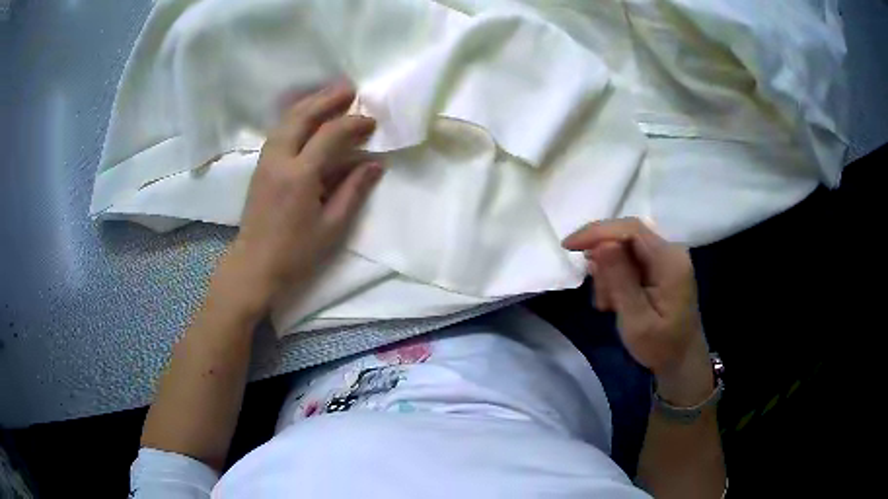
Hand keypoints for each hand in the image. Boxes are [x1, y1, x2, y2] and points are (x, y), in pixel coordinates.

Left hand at [211, 82, 382, 320]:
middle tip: (350, 88)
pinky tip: (306, 114)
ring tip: (330, 93)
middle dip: (327, 98)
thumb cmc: (295, 252)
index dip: (353, 124)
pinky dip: (295, 116)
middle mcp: (280, 159)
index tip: (371, 122)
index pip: (329, 135)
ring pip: (287, 119)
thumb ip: (354, 191)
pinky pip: (279, 130)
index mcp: (300, 175)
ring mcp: (266, 160)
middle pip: (303, 116)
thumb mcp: (332, 226)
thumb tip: (375, 164)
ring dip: (310, 102)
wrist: (254, 265)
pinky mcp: (261, 166)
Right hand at [563, 218, 711, 403]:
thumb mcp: (636, 320)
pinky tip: (616, 302)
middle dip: (605, 264)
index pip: (631, 229)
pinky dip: (616, 278)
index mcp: (670, 261)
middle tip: (601, 300)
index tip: (568, 246)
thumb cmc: (660, 346)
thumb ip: (620, 280)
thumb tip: (602, 244)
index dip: (598, 232)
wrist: (681, 360)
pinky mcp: (659, 266)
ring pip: (623, 249)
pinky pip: (629, 260)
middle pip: (625, 238)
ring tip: (609, 307)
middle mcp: (670, 251)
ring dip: (609, 275)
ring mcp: (665, 258)